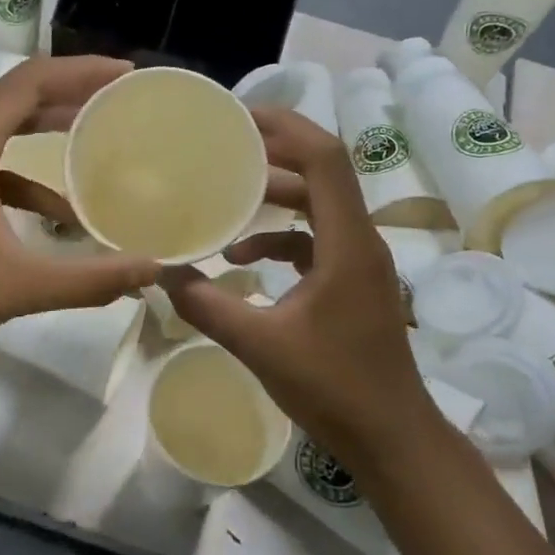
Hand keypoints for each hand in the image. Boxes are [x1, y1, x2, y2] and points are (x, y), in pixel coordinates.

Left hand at [0, 57, 160, 363]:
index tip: (126, 76)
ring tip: (93, 145)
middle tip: (117, 104)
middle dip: (68, 97)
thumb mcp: (18, 285)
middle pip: (15, 99)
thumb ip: (89, 279)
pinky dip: (21, 180)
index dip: (81, 71)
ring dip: (44, 136)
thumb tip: (152, 270)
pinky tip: (54, 217)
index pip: (30, 81)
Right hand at [160, 108, 451, 468]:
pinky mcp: (353, 284)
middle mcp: (360, 240)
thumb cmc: (333, 387)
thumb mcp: (260, 345)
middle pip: (322, 173)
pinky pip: (316, 241)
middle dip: (274, 153)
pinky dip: (280, 239)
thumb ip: (208, 305)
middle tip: (224, 145)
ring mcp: (360, 263)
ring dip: (276, 196)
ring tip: (227, 194)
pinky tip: (242, 259)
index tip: (238, 117)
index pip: (324, 159)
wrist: (391, 437)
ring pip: (318, 207)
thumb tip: (163, 274)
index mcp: (347, 242)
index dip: (285, 127)